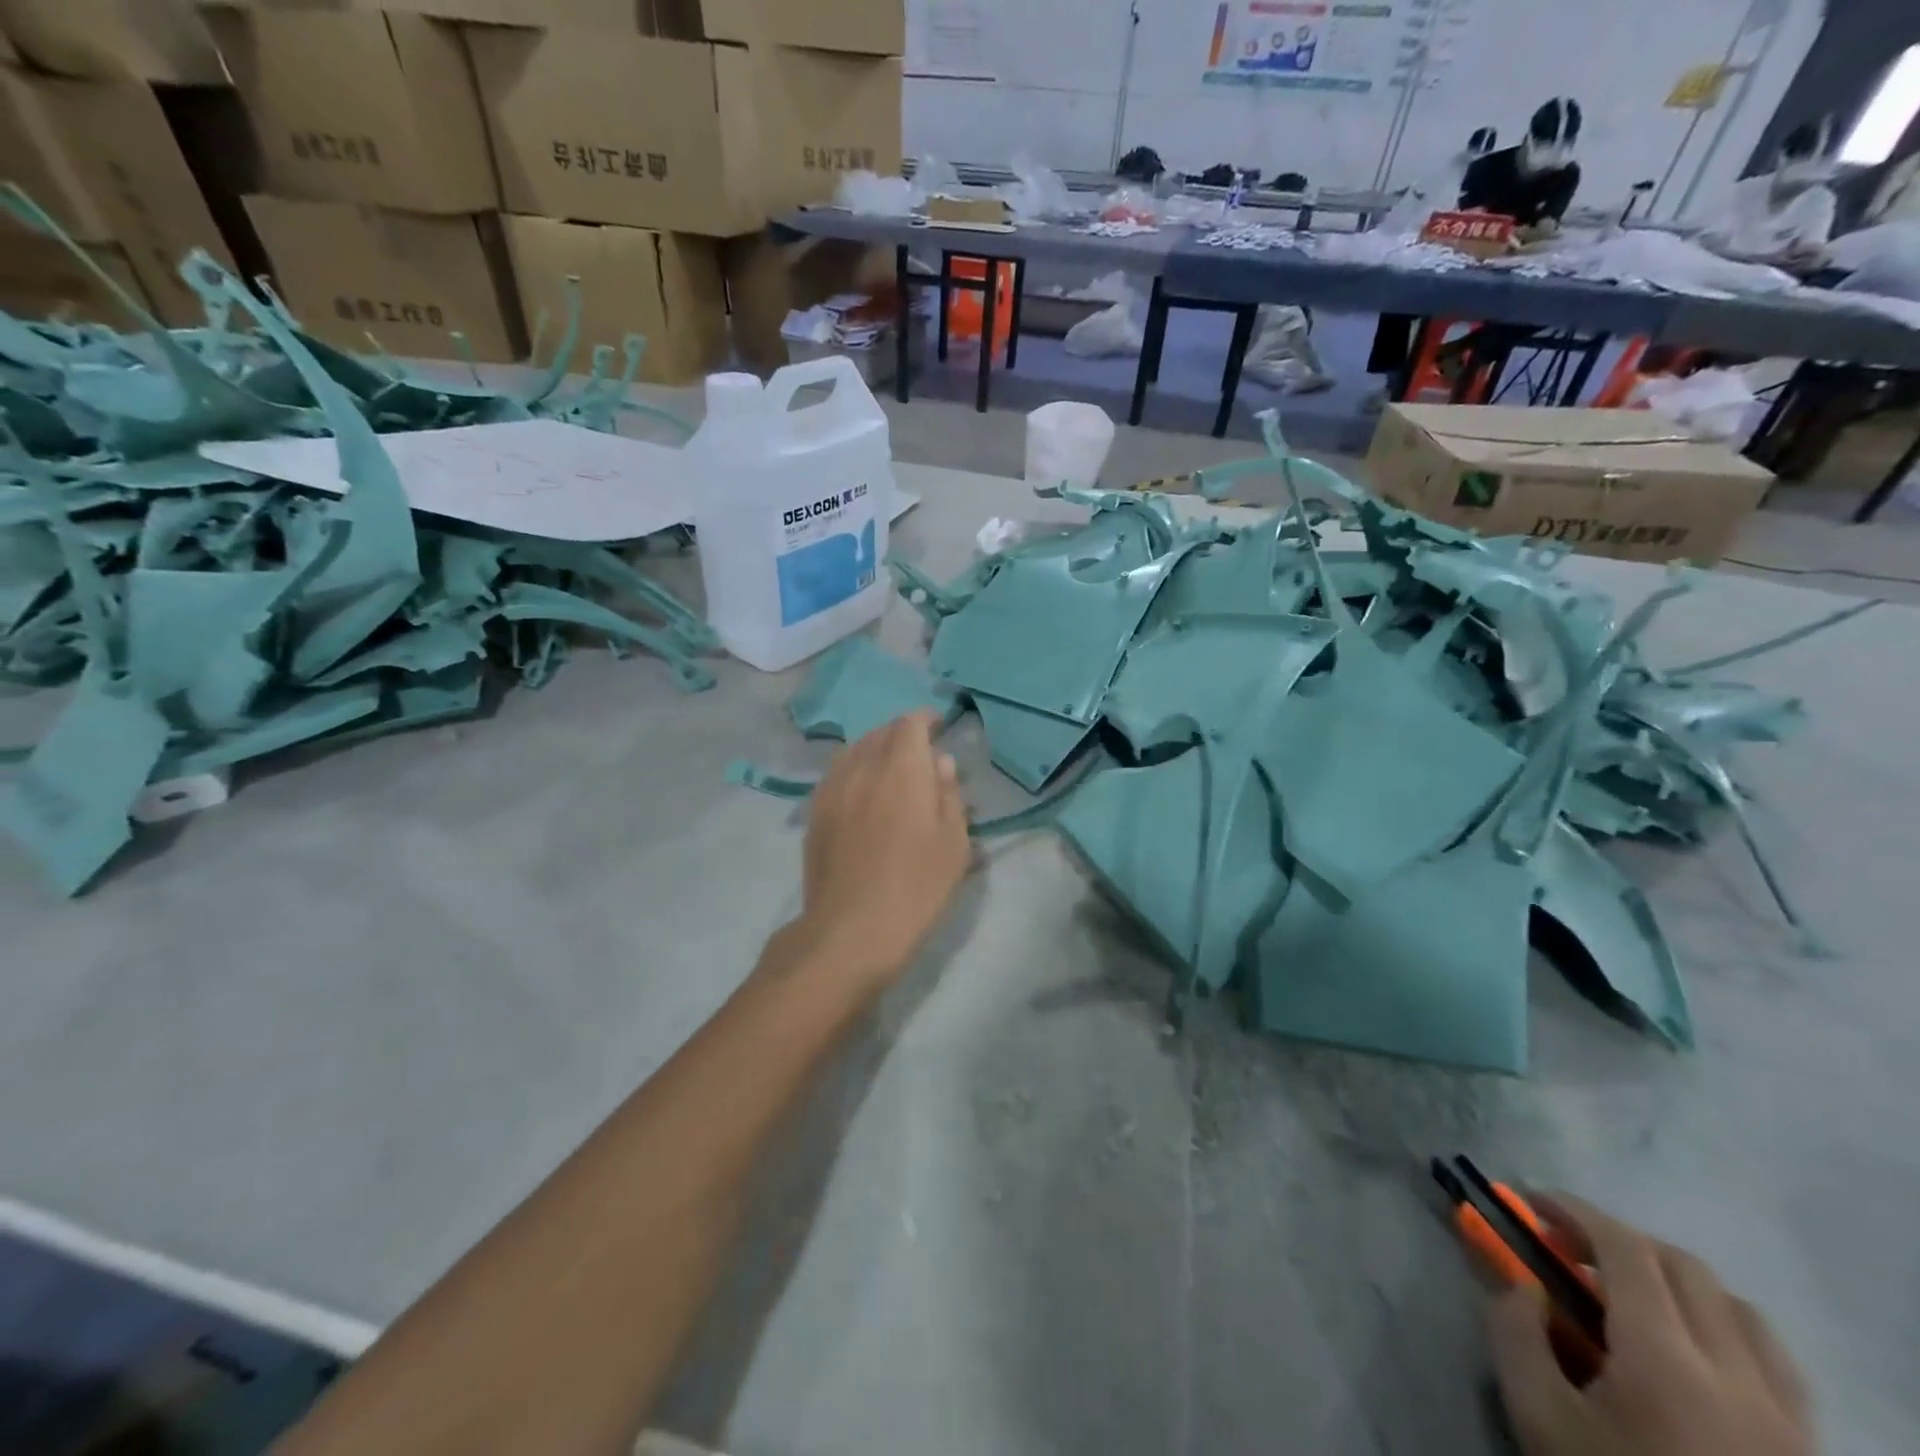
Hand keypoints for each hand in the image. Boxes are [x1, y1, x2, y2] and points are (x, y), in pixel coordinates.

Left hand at [791, 712, 970, 994]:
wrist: (851, 929)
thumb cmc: (916, 887)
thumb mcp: (953, 843)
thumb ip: (949, 794)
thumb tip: (941, 762)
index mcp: (902, 769)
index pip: (910, 723)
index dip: (925, 720)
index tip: (938, 727)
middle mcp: (863, 767)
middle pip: (880, 732)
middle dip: (901, 734)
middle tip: (919, 754)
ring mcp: (832, 788)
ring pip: (853, 750)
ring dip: (874, 749)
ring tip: (889, 769)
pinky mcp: (814, 812)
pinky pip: (835, 774)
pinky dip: (852, 770)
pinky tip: (861, 792)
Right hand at [1488, 1193, 1813, 1455]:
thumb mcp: (1538, 1418)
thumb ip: (1515, 1334)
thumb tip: (1524, 1286)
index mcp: (1666, 1360)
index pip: (1624, 1248)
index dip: (1575, 1210)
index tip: (1533, 1202)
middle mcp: (1737, 1375)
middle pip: (1684, 1266)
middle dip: (1619, 1239)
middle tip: (1571, 1249)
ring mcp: (1788, 1419)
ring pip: (1740, 1310)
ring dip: (1677, 1280)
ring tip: (1633, 1296)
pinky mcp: (1810, 1452)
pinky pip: (1775, 1362)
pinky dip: (1726, 1327)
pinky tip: (1692, 1352)